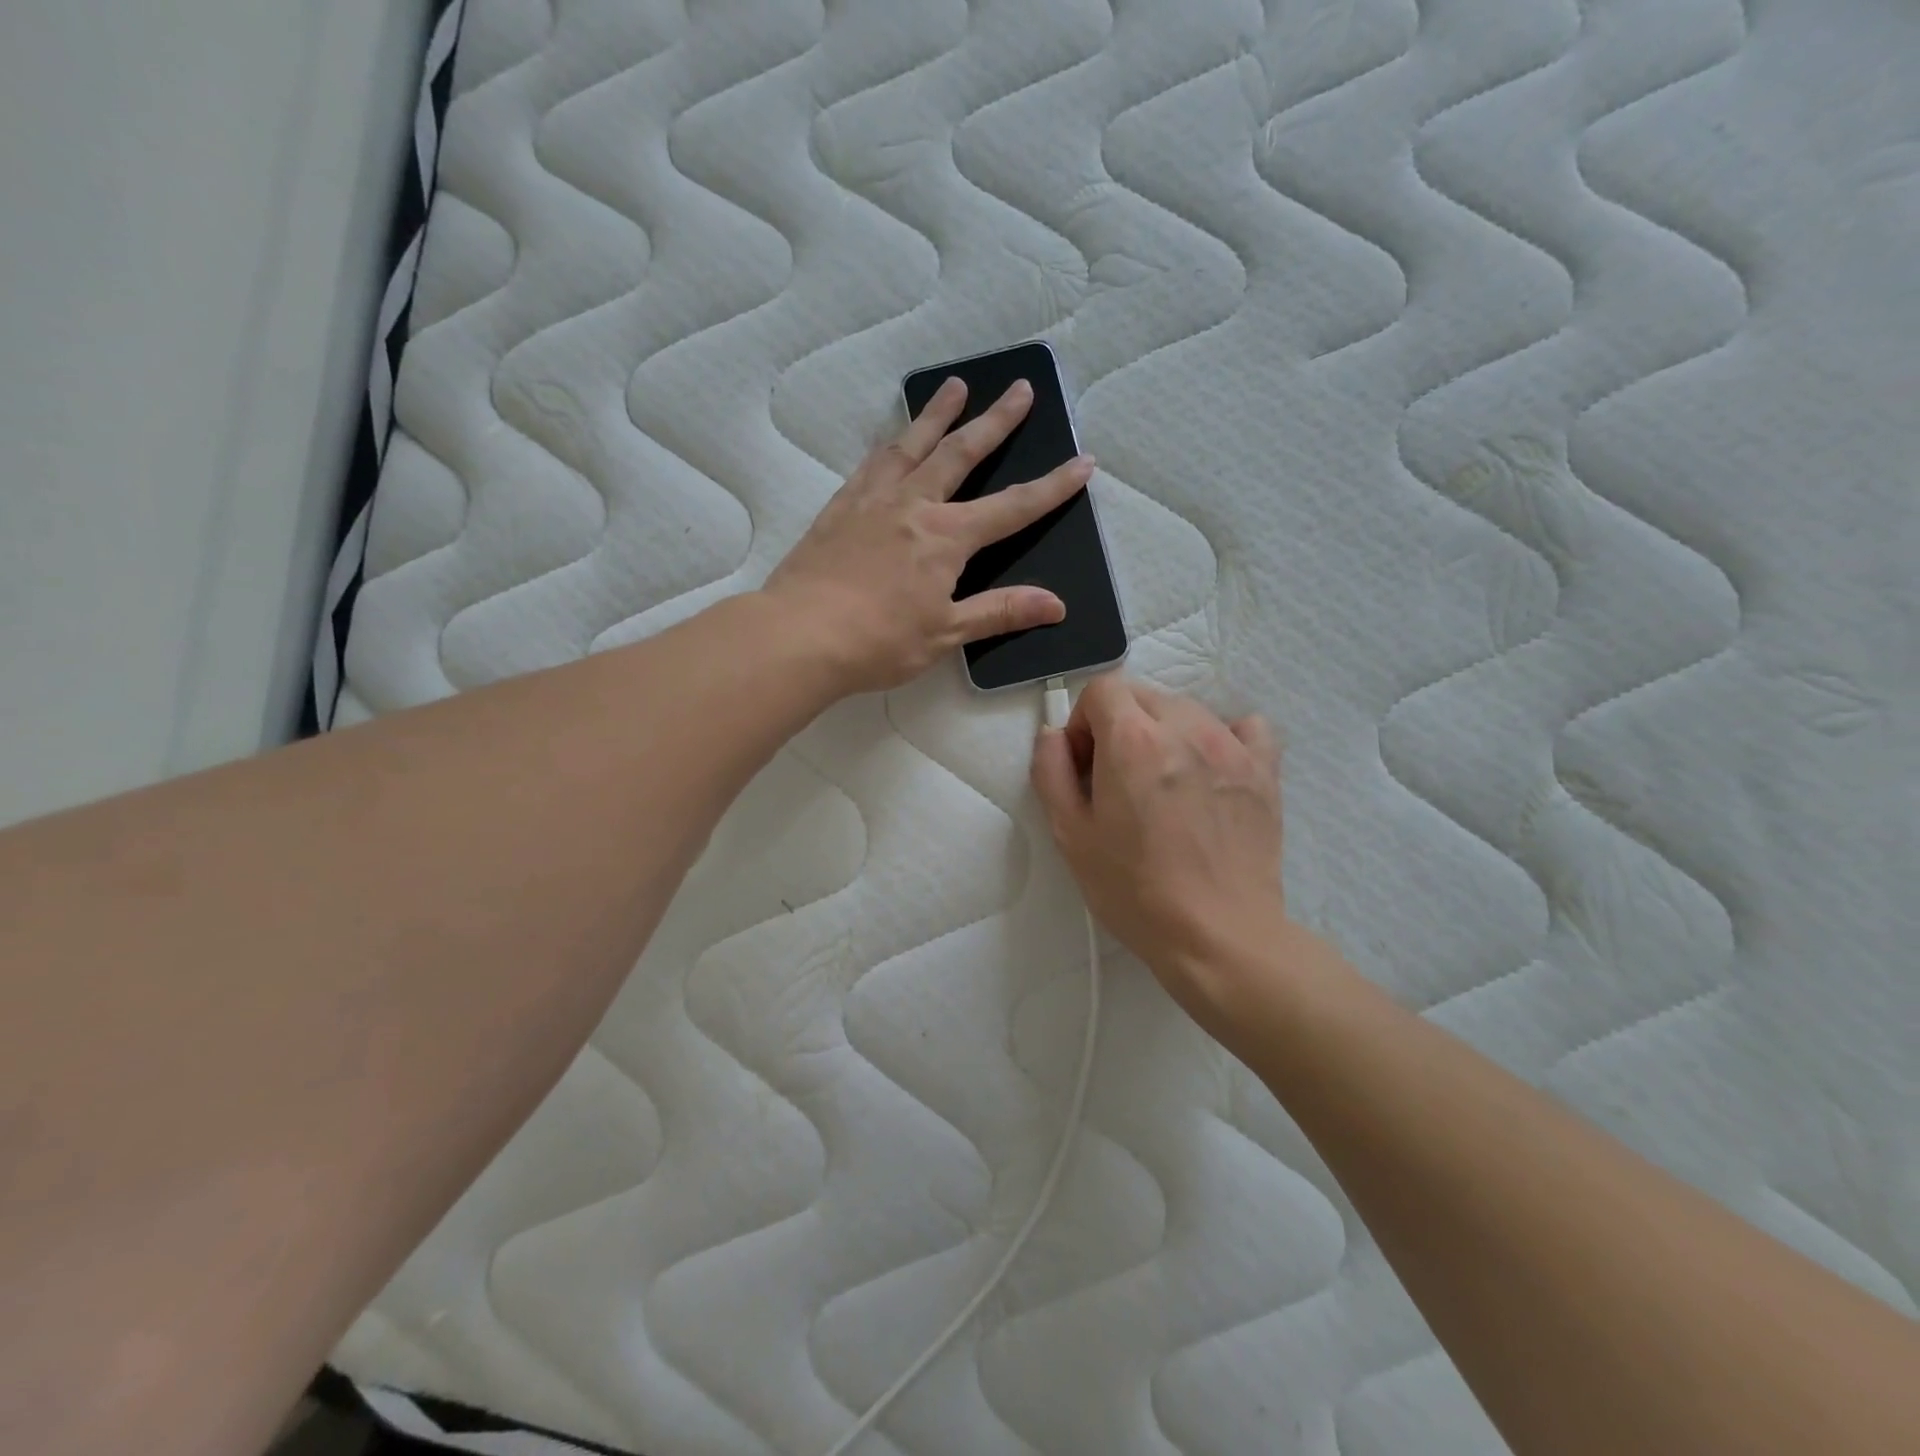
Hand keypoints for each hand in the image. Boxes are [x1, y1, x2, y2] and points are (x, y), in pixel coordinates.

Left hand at [764, 377, 1094, 694]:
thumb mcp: (946, 634)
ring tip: (955, 386)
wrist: (799, 636)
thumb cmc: (878, 642)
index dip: (1052, 487)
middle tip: (1019, 388)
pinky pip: (870, 463)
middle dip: (996, 421)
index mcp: (946, 538)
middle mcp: (913, 505)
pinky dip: (889, 444)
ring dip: (937, 413)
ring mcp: (872, 501)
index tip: (1082, 462)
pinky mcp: (840, 507)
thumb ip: (999, 612)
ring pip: (911, 444)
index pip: (1013, 508)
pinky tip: (892, 439)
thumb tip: (1056, 605)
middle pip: (961, 453)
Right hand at [1030, 675, 1314, 1030]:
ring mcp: (1232, 745)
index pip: (1103, 689)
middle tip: (1117, 778)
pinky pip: (1243, 726)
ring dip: (1164, 731)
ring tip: (1163, 783)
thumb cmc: (1135, 890)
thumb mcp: (1071, 835)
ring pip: (1187, 709)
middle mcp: (1185, 727)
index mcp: (1133, 740)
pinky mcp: (1265, 769)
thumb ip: (1050, 771)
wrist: (1219, 936)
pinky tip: (1210, 770)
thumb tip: (1052, 735)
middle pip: (1143, 695)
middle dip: (1120, 723)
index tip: (1085, 764)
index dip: (1084, 722)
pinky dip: (1221, 736)